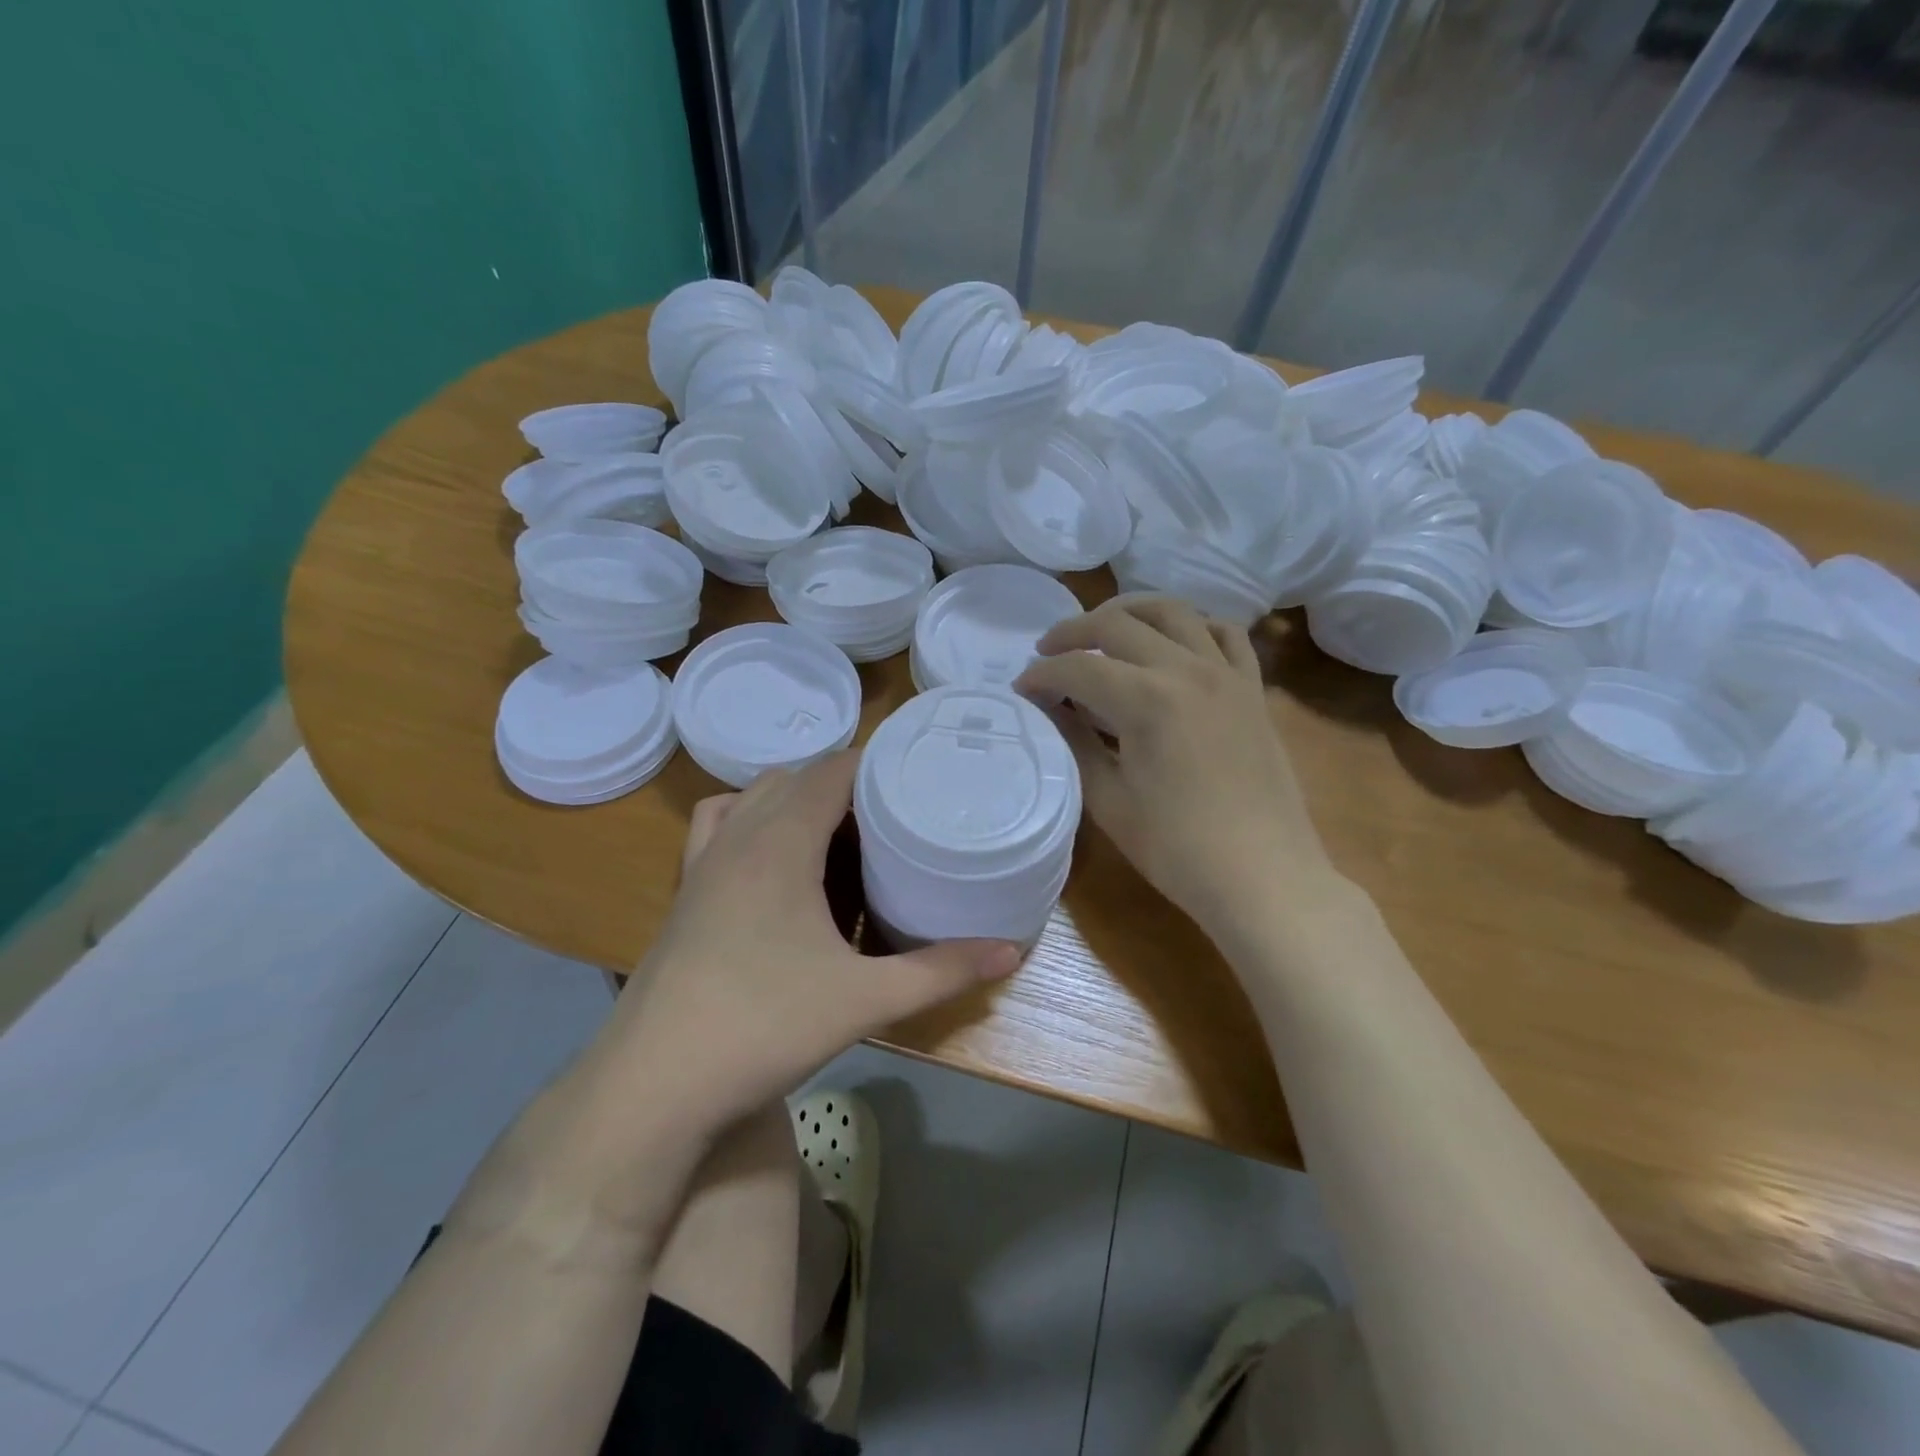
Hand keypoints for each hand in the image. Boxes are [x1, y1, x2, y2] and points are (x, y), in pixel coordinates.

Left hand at [606, 751, 1020, 1123]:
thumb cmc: (764, 1028)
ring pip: (752, 797)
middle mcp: (738, 837)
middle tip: (892, 813)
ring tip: (838, 831)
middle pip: (795, 777)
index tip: (916, 772)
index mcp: (781, 843)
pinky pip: (718, 826)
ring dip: (794, 798)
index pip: (831, 770)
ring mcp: (702, 863)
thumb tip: (1012, 951)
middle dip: (844, 783)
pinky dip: (748, 819)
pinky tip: (771, 861)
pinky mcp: (684, 892)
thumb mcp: (865, 1000)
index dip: (874, 761)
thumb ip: (942, 972)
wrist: (653, 1086)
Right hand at [1015, 595, 1340, 932]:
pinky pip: (1225, 634)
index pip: (1079, 668)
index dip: (1042, 674)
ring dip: (1129, 612)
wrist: (1262, 877)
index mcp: (1147, 700)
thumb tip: (1050, 707)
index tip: (1021, 688)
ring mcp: (1227, 674)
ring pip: (1174, 612)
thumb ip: (1075, 742)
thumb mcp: (1109, 799)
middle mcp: (1187, 670)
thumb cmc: (1176, 848)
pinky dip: (1193, 626)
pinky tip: (1174, 644)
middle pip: (1118, 624)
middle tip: (1047, 652)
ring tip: (1103, 630)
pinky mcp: (1253, 689)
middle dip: (1073, 632)